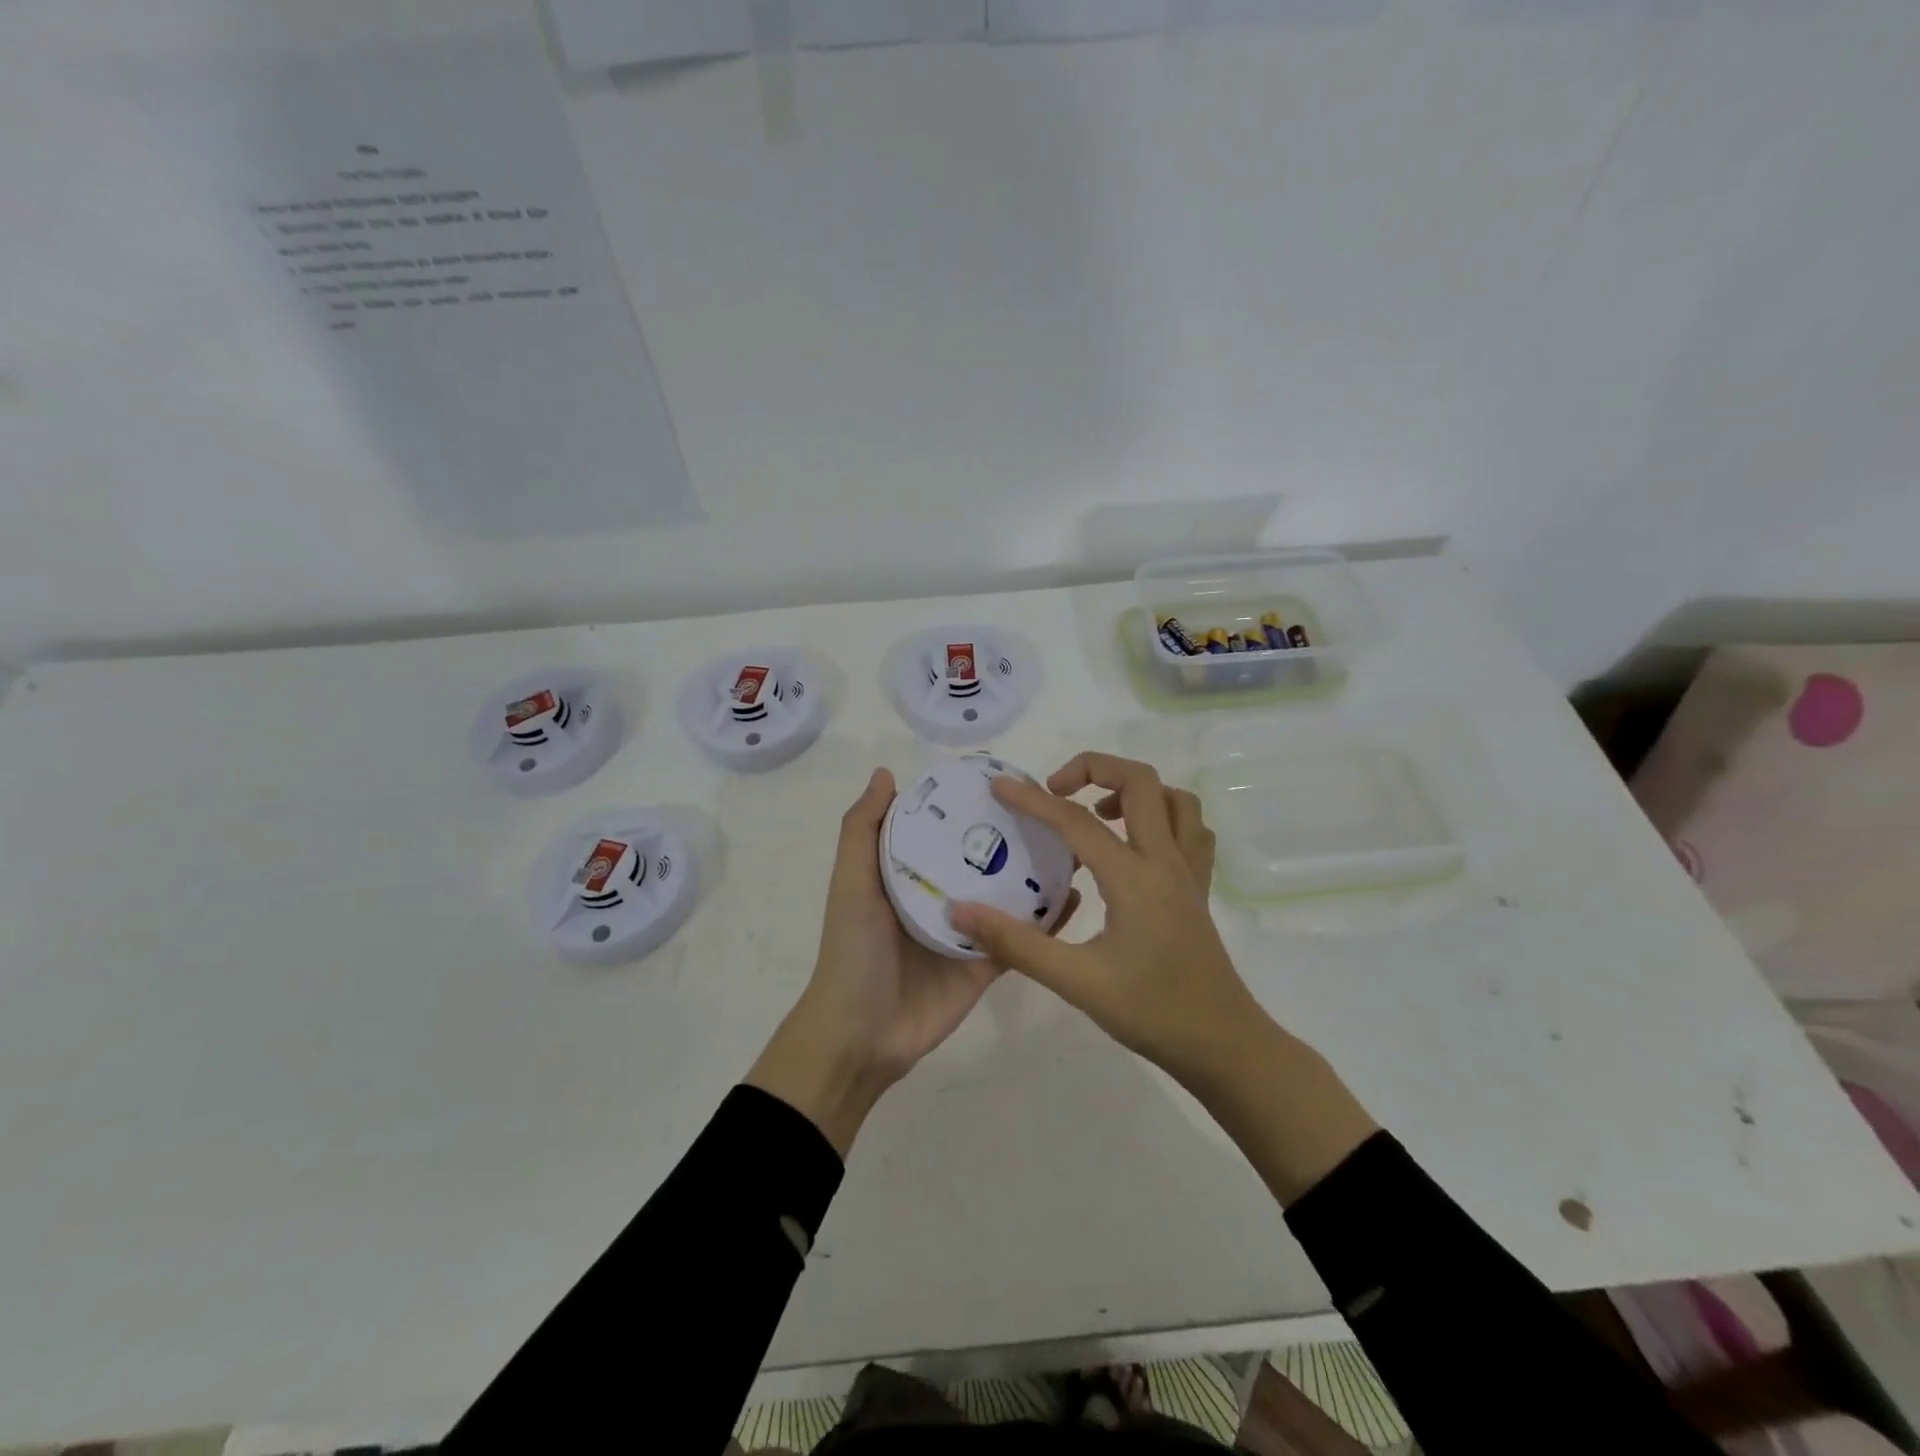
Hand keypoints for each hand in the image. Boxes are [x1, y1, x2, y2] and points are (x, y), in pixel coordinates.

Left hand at [747, 767, 1078, 1154]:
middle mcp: (943, 895)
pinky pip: (1022, 938)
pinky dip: (1048, 921)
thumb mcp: (851, 883)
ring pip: (1010, 894)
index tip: (1007, 777)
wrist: (861, 1036)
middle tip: (1054, 807)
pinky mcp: (988, 964)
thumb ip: (862, 831)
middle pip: (984, 858)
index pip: (945, 828)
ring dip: (1039, 873)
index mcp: (910, 872)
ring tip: (1075, 844)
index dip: (970, 803)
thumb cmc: (853, 951)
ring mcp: (969, 930)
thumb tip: (885, 772)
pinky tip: (1076, 895)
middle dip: (1015, 834)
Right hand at [952, 752, 1377, 1201]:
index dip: (1033, 799)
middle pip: (1140, 781)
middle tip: (1056, 792)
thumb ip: (1017, 944)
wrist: (1224, 1046)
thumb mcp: (1077, 982)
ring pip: (1174, 799)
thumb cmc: (1152, 1012)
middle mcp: (1166, 861)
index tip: (1000, 785)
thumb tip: (962, 912)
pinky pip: (1190, 830)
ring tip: (1096, 814)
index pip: (1075, 821)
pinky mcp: (1199, 889)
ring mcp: (1189, 873)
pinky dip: (1163, 816)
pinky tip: (1136, 844)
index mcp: (1134, 877)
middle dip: (1094, 768)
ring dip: (1133, 791)